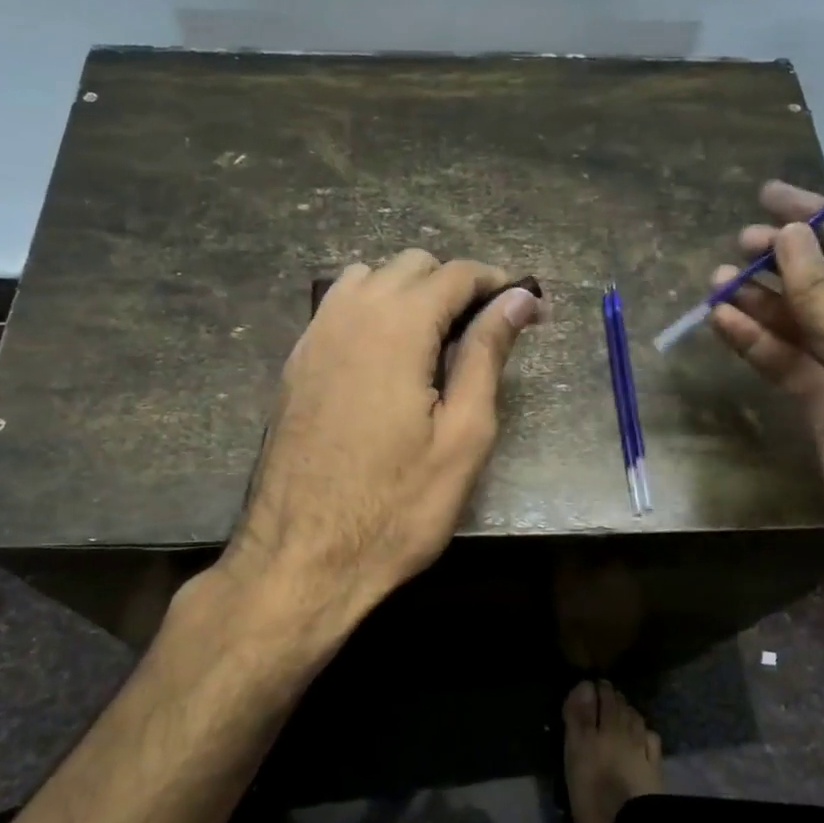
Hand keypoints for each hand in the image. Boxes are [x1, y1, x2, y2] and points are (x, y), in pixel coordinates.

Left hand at [224, 250, 540, 632]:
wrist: (301, 557)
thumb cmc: (397, 506)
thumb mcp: (463, 435)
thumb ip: (487, 355)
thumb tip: (517, 299)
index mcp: (396, 327)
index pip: (455, 274)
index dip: (498, 283)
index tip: (528, 309)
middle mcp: (349, 315)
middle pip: (411, 265)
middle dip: (455, 284)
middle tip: (486, 331)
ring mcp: (314, 337)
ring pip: (369, 279)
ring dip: (409, 292)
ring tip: (437, 340)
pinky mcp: (295, 364)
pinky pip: (338, 308)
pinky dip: (372, 311)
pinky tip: (388, 357)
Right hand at [709, 181, 823, 589]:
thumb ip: (822, 291)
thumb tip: (787, 236)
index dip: (818, 218)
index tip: (768, 196)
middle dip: (784, 263)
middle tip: (735, 245)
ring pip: (803, 323)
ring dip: (762, 302)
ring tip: (716, 282)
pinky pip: (788, 362)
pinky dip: (757, 342)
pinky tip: (722, 320)